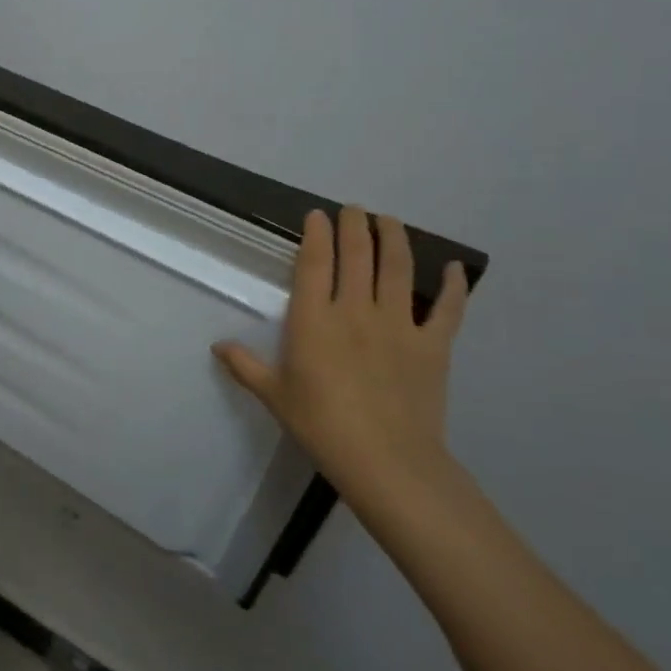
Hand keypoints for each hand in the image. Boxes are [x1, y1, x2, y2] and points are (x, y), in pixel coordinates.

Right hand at [213, 205, 469, 511]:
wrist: (386, 462)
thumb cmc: (321, 426)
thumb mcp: (274, 396)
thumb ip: (246, 366)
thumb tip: (218, 346)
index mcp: (315, 320)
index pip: (316, 264)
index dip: (317, 235)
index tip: (317, 215)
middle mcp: (356, 311)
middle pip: (358, 256)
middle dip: (355, 226)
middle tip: (354, 208)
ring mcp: (399, 325)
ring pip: (398, 269)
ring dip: (394, 239)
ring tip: (389, 220)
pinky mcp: (433, 346)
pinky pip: (448, 310)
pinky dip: (452, 286)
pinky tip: (453, 267)